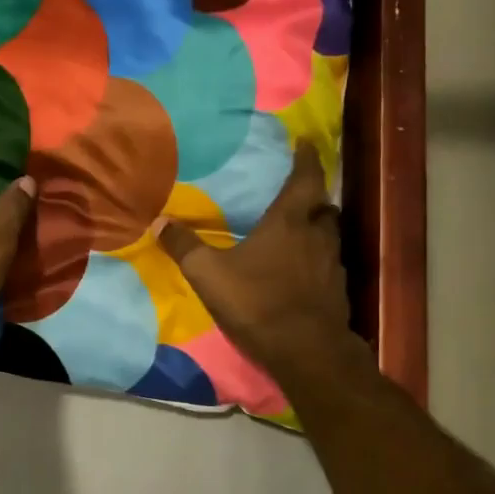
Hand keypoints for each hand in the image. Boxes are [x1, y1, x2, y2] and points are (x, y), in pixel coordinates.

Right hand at [158, 142, 364, 387]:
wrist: (306, 350)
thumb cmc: (257, 301)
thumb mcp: (208, 274)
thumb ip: (184, 247)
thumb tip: (158, 222)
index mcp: (289, 222)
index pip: (304, 179)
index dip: (307, 158)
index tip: (306, 143)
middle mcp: (317, 236)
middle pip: (323, 206)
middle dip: (313, 196)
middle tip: (298, 193)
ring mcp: (331, 265)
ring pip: (329, 235)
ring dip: (317, 228)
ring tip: (298, 230)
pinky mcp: (337, 291)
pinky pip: (328, 264)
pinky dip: (317, 259)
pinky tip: (301, 271)